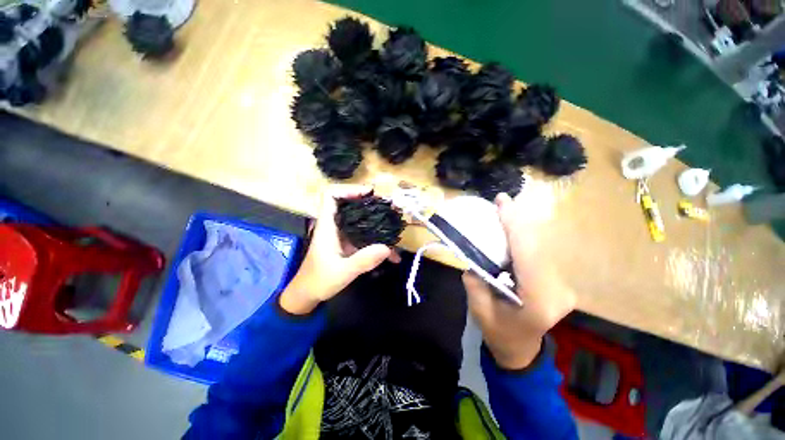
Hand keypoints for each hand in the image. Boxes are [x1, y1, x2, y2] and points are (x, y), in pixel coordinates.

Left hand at [280, 185, 399, 314]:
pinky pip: (365, 235)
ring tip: (395, 224)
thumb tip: (387, 248)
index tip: (369, 193)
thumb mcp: (342, 272)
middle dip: (370, 203)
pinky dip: (378, 240)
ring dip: (377, 220)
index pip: (330, 195)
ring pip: (360, 219)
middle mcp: (335, 226)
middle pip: (350, 204)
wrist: (309, 294)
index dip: (349, 189)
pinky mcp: (348, 243)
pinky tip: (392, 253)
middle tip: (389, 208)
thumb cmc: (319, 281)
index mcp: (328, 226)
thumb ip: (363, 260)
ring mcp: (343, 234)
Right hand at [462, 193, 575, 369]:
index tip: (503, 203)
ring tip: (504, 211)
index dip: (514, 226)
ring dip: (521, 227)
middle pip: (537, 246)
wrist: (521, 349)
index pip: (527, 254)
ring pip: (540, 246)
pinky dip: (524, 237)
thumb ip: (476, 283)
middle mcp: (557, 291)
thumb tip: (474, 257)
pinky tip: (512, 229)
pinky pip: (539, 252)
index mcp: (538, 301)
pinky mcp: (558, 281)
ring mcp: (562, 285)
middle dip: (518, 221)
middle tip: (501, 201)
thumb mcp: (479, 311)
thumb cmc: (499, 333)